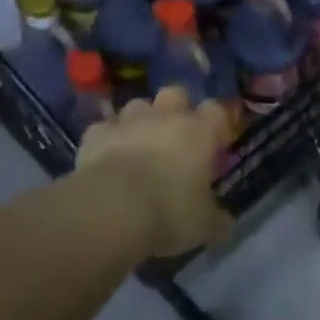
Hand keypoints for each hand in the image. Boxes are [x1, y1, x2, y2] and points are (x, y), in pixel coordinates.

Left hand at [76, 86, 237, 257]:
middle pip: (176, 93)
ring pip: (139, 105)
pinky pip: (105, 128)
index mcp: (199, 131)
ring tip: (139, 146)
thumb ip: (216, 220)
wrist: (111, 208)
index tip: (215, 142)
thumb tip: (223, 222)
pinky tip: (106, 159)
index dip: (217, 123)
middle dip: (177, 108)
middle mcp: (165, 116)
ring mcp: (129, 120)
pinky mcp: (96, 133)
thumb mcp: (203, 226)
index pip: (217, 110)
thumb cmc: (168, 211)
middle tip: (175, 136)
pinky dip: (107, 139)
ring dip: (141, 121)